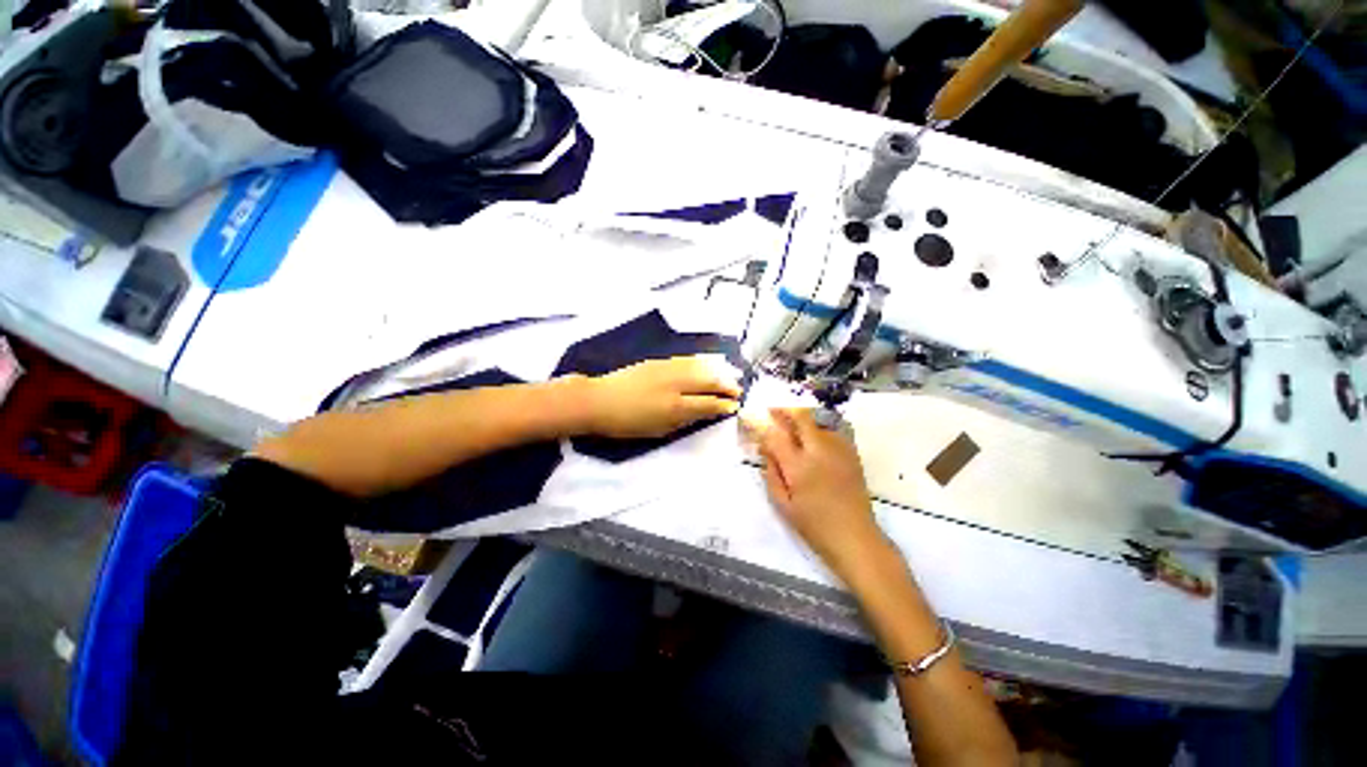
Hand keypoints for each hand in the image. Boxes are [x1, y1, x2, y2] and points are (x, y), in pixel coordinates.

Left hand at [580, 355, 742, 438]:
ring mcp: (668, 369)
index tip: (734, 406)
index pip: (708, 404)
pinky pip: (688, 359)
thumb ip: (682, 422)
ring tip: (730, 376)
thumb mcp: (657, 431)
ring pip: (701, 367)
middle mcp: (676, 385)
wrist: (599, 400)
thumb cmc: (626, 423)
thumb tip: (701, 414)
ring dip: (718, 372)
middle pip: (709, 382)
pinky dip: (703, 362)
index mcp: (675, 407)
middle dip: (727, 386)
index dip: (723, 405)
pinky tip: (709, 364)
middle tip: (738, 390)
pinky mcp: (660, 361)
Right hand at [747, 408, 886, 574]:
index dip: (763, 425)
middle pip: (801, 417)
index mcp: (799, 466)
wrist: (855, 537)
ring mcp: (839, 450)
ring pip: (818, 421)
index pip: (776, 435)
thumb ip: (771, 473)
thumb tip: (765, 450)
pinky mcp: (852, 454)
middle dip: (785, 411)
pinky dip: (819, 429)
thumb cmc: (813, 525)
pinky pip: (833, 431)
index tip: (753, 420)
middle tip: (773, 412)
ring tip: (793, 427)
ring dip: (802, 420)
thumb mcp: (782, 504)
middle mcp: (819, 452)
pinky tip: (813, 440)